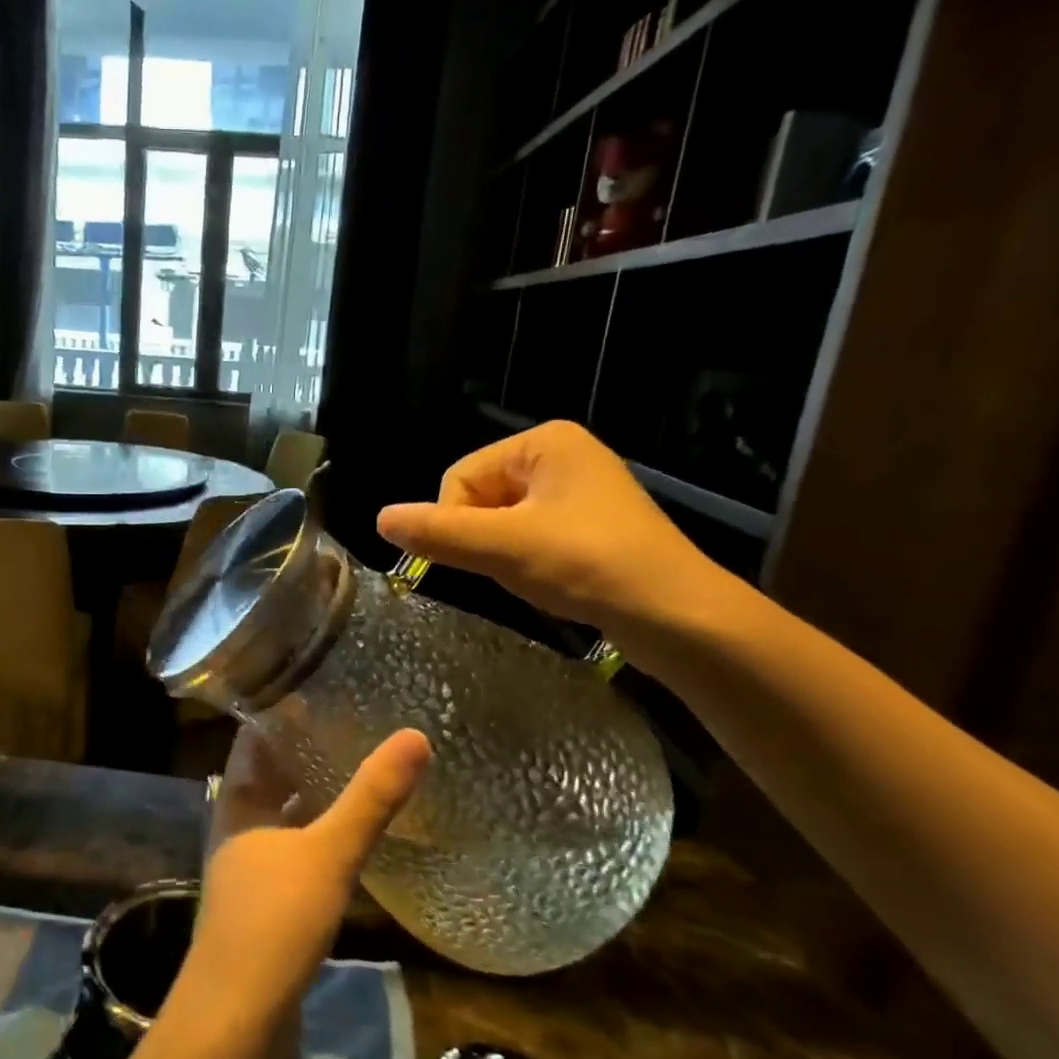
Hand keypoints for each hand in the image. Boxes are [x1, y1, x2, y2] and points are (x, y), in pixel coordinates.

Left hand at [178, 728, 430, 1041]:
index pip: (253, 738)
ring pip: (285, 815)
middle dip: (307, 751)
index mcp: (237, 802)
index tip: (322, 687)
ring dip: (316, 794)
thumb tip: (415, 736)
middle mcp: (237, 828)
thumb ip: (371, 798)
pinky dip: (320, 836)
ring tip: (362, 769)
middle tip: (356, 723)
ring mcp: (250, 868)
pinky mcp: (266, 904)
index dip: (281, 711)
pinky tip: (353, 837)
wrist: (236, 1020)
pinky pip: (296, 852)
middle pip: (271, 775)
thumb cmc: (273, 921)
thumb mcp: (328, 852)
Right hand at [376, 421, 727, 639]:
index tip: (482, 556)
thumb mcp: (504, 547)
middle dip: (484, 536)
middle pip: (480, 496)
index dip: (456, 521)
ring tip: (536, 575)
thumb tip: (380, 519)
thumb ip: (438, 532)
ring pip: (503, 520)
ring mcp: (580, 491)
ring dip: (503, 552)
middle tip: (513, 567)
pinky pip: (531, 534)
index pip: (459, 476)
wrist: (678, 616)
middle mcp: (562, 455)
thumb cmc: (588, 565)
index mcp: (544, 441)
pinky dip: (527, 560)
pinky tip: (551, 581)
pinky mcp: (591, 526)